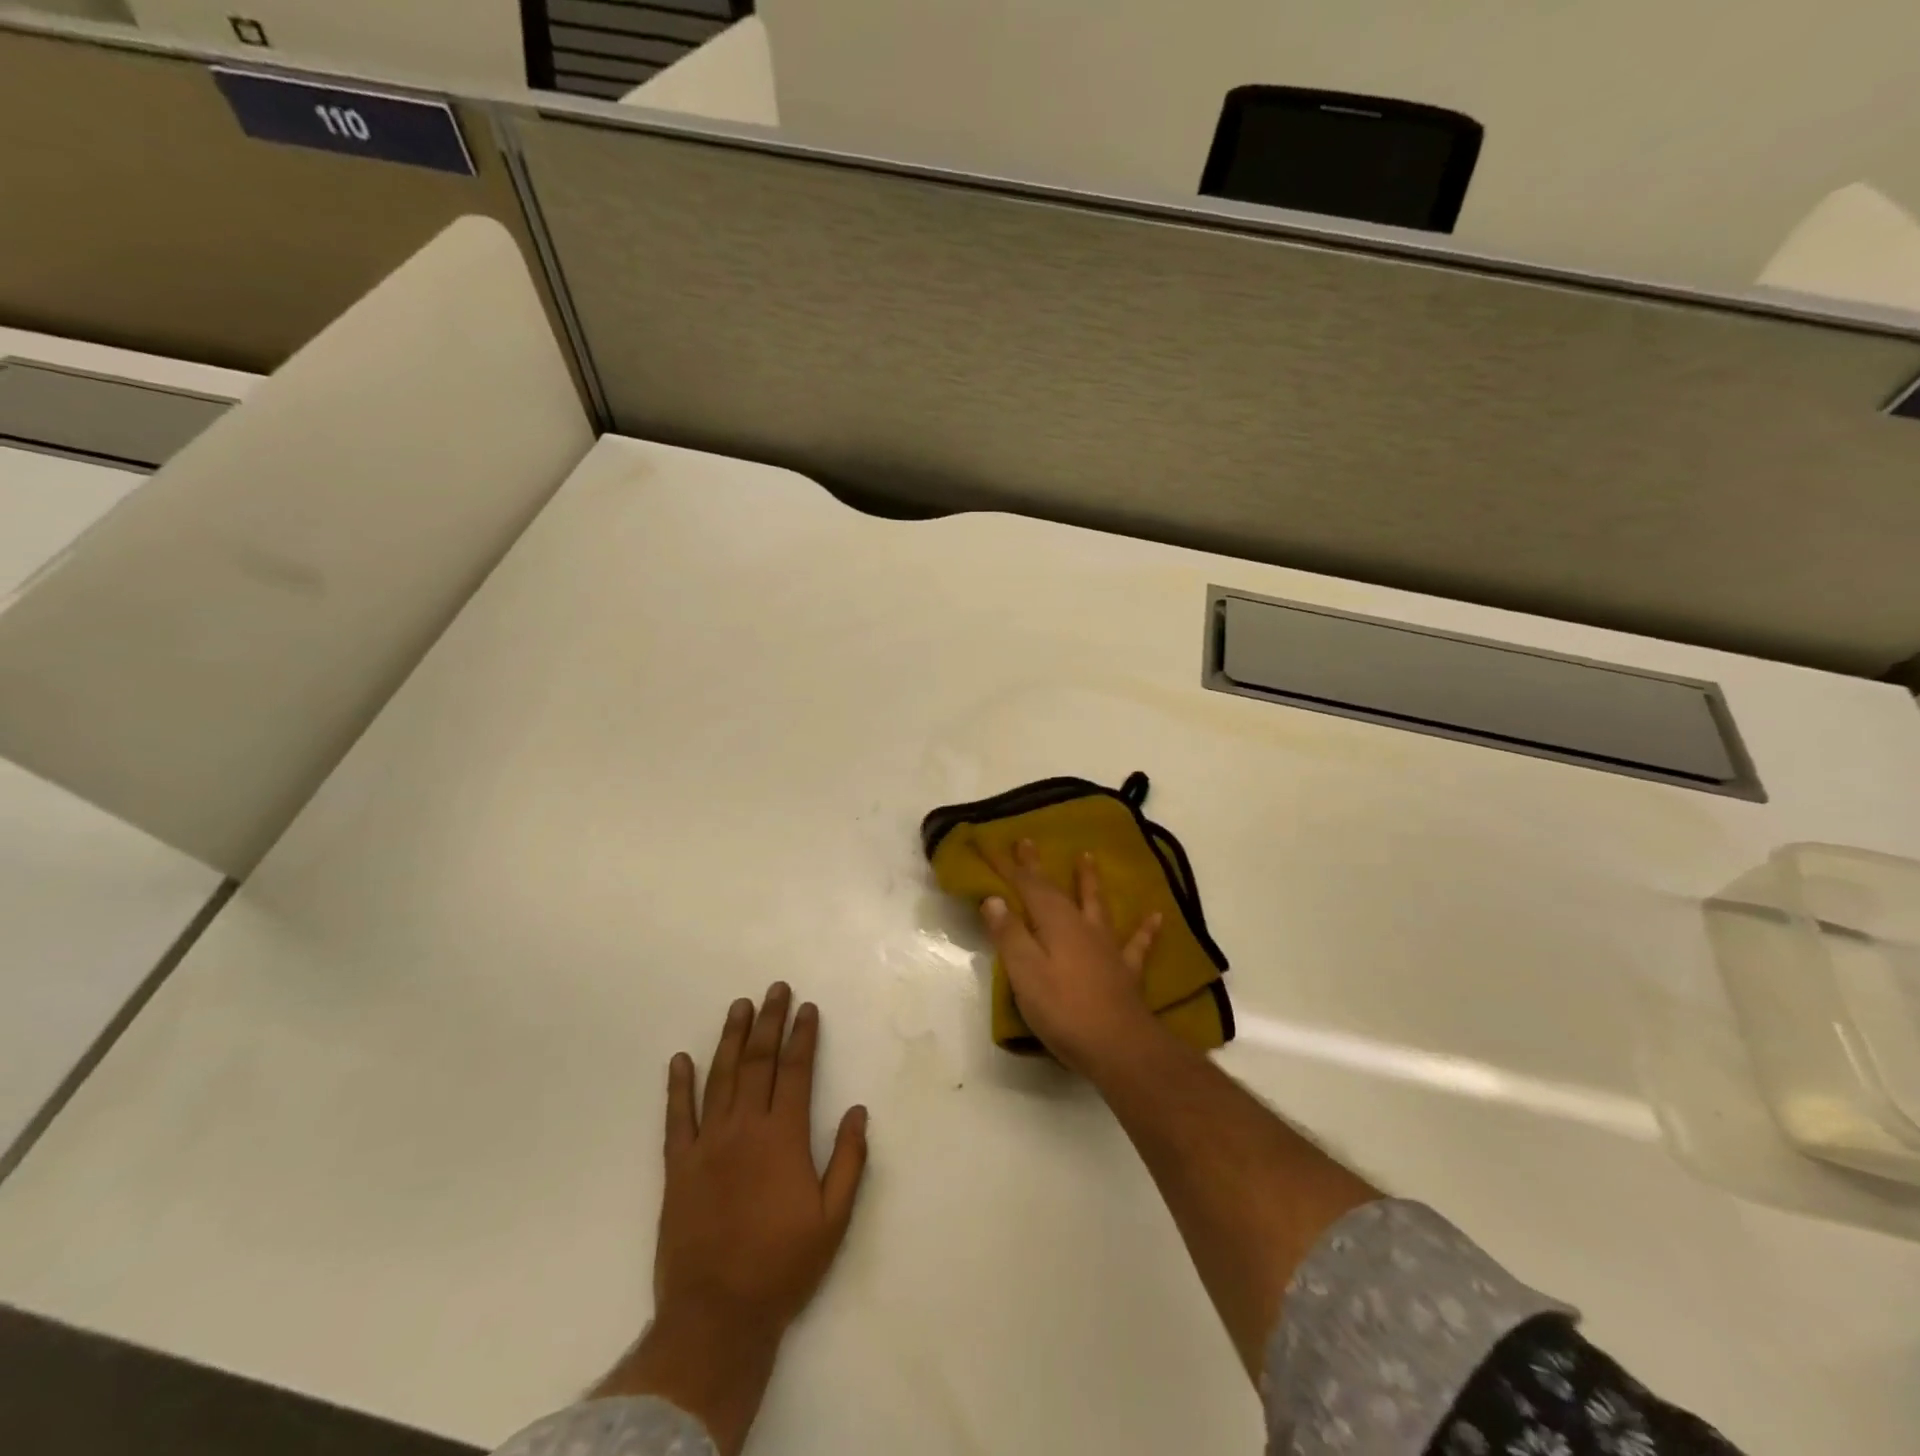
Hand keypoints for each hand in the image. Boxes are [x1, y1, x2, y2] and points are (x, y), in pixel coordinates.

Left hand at [655, 983, 867, 1333]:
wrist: (716, 1316)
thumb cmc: (782, 1267)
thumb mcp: (833, 1219)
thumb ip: (849, 1161)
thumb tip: (859, 1111)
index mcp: (784, 1138)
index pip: (796, 1072)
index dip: (802, 1036)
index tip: (807, 1008)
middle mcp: (745, 1129)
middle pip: (758, 1062)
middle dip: (768, 1022)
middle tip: (774, 989)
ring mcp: (707, 1145)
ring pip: (720, 1078)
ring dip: (730, 1039)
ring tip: (739, 1007)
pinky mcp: (678, 1167)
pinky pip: (677, 1117)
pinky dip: (678, 1086)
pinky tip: (681, 1060)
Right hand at [980, 840, 1163, 1072]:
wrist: (1119, 1046)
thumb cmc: (1063, 1010)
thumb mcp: (1025, 973)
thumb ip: (1009, 935)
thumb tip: (994, 898)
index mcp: (1055, 924)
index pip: (1027, 887)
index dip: (1009, 867)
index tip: (994, 846)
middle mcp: (1082, 927)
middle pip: (1057, 890)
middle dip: (1038, 868)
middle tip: (1028, 842)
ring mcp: (1107, 947)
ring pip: (1096, 905)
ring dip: (1089, 881)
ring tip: (1088, 857)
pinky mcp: (1125, 971)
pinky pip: (1137, 943)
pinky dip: (1145, 929)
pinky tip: (1156, 916)